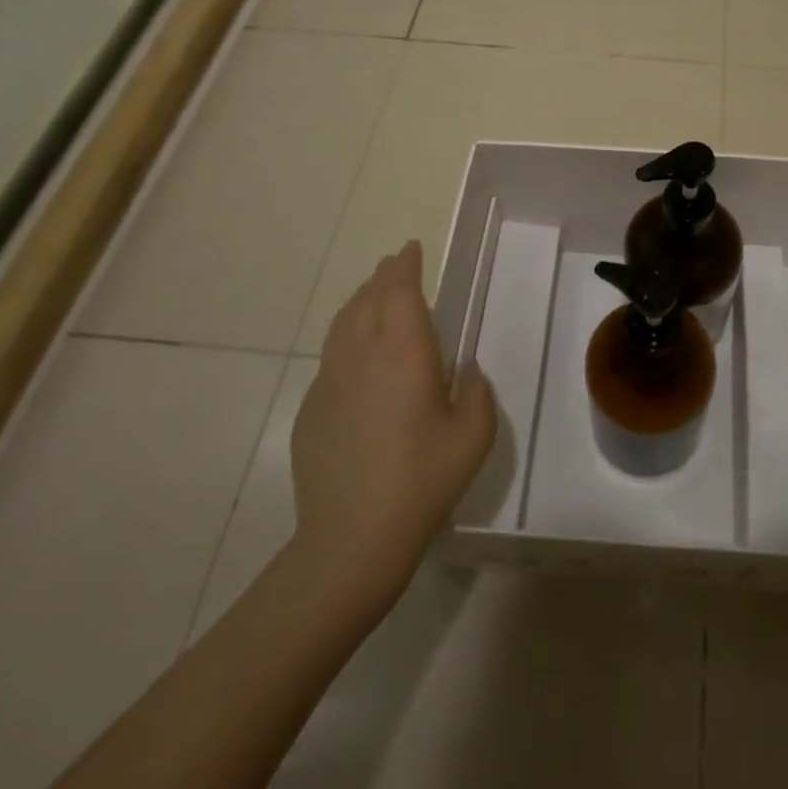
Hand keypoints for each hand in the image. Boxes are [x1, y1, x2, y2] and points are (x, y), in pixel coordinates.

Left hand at [288, 242, 496, 614]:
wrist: (350, 540)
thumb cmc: (422, 481)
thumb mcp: (473, 436)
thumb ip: (476, 392)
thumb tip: (464, 371)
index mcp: (404, 352)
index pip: (400, 291)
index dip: (405, 266)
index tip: (410, 248)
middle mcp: (362, 355)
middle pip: (367, 300)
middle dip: (382, 278)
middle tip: (395, 267)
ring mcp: (329, 382)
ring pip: (342, 325)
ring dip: (360, 303)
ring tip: (373, 297)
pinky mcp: (311, 410)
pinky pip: (330, 358)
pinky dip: (345, 341)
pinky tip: (356, 359)